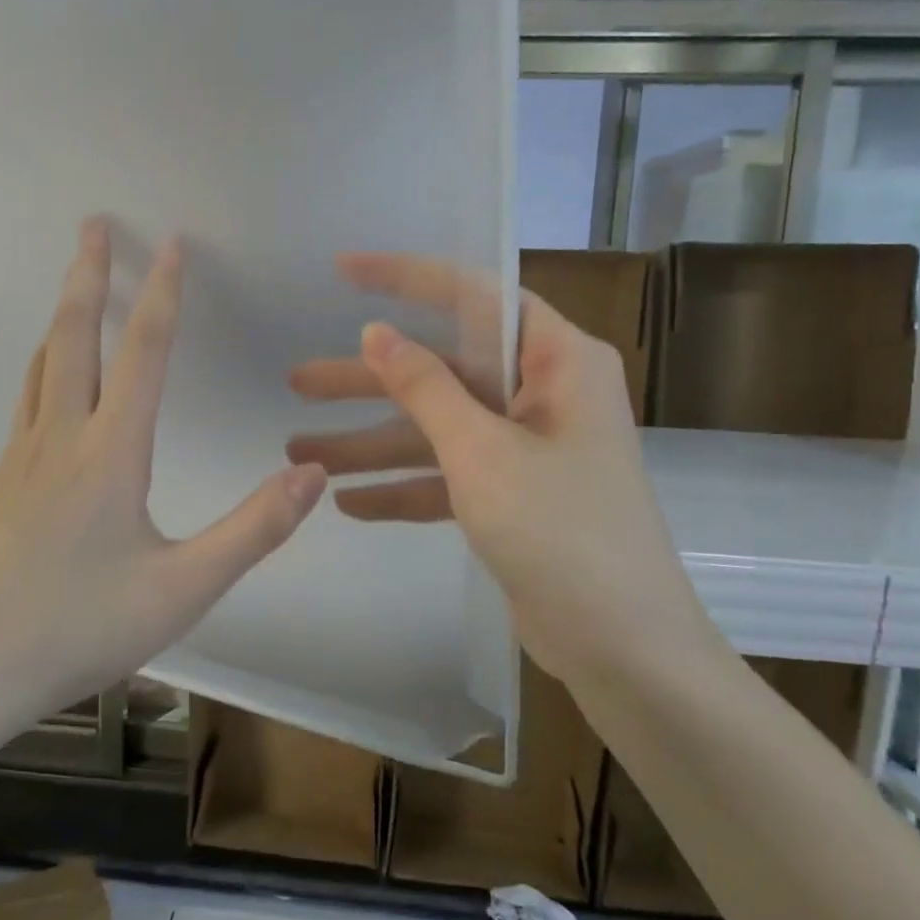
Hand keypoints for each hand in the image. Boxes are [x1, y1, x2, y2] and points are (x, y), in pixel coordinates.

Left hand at [0, 219, 327, 737]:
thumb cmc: (76, 630)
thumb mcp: (182, 590)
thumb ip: (253, 529)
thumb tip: (314, 473)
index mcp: (108, 454)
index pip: (143, 352)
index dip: (162, 293)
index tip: (172, 243)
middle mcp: (59, 439)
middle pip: (73, 336)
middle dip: (88, 273)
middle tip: (94, 224)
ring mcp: (18, 459)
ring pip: (42, 364)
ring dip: (63, 314)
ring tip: (76, 285)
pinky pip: (27, 400)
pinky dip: (46, 363)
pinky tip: (52, 381)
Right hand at [287, 253, 722, 681]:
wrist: (623, 648)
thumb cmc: (560, 531)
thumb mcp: (482, 451)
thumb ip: (426, 387)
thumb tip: (377, 332)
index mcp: (558, 361)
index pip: (475, 297)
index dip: (406, 278)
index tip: (344, 271)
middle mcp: (544, 394)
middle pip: (442, 371)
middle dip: (367, 383)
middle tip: (297, 381)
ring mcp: (527, 449)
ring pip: (436, 429)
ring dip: (370, 443)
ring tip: (298, 453)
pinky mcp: (513, 497)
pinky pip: (446, 477)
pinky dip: (402, 487)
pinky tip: (347, 503)